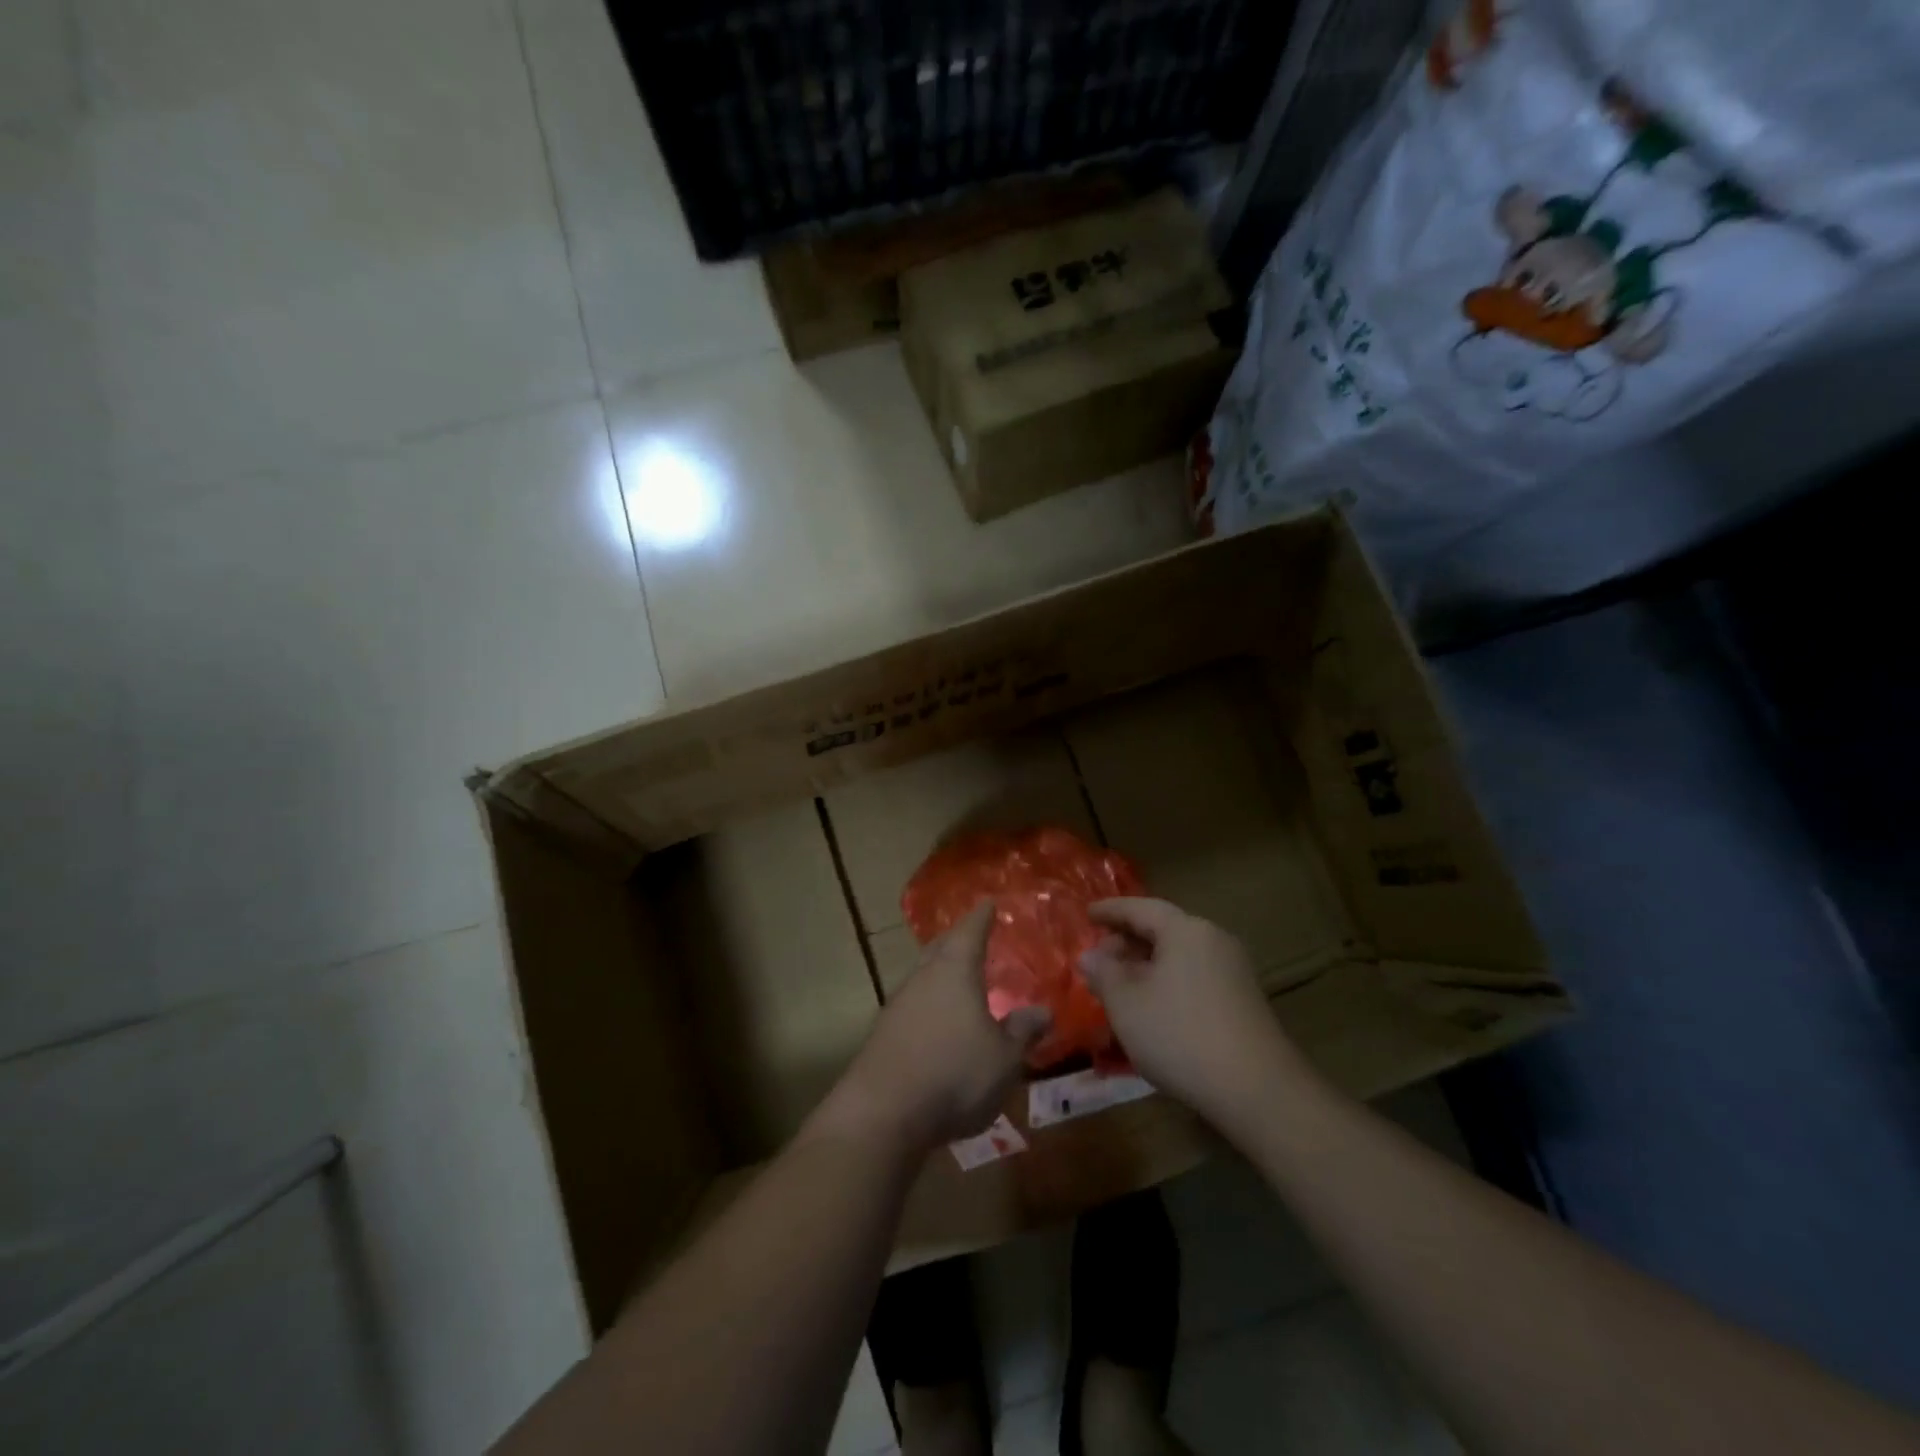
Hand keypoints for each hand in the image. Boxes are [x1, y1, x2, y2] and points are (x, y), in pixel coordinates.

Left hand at [814, 901, 1049, 1150]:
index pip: (970, 931)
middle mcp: (923, 977)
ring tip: (958, 975)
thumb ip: (1022, 1031)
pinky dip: (929, 1000)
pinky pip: (914, 1002)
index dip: (982, 917)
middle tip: (973, 934)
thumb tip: (1042, 1010)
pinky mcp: (884, 1032)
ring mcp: (898, 1003)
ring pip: (924, 974)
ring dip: (941, 970)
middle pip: (941, 947)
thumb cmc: (955, 1074)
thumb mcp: (1004, 1058)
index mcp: (955, 970)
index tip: (989, 902)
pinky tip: (937, 1017)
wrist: (883, 1112)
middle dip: (957, 939)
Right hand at [1080, 898, 1301, 1127]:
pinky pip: (1195, 976)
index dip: (1110, 910)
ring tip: (1121, 986)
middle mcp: (1213, 940)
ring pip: (1179, 955)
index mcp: (1186, 930)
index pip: (1141, 908)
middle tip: (1100, 959)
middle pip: (1163, 930)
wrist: (1257, 1090)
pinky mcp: (1243, 1000)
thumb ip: (1103, 973)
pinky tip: (1153, 1008)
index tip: (1087, 914)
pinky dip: (1168, 982)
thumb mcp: (1126, 1004)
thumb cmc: (1180, 1035)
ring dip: (1147, 965)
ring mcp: (1234, 970)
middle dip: (1127, 941)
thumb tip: (1090, 956)